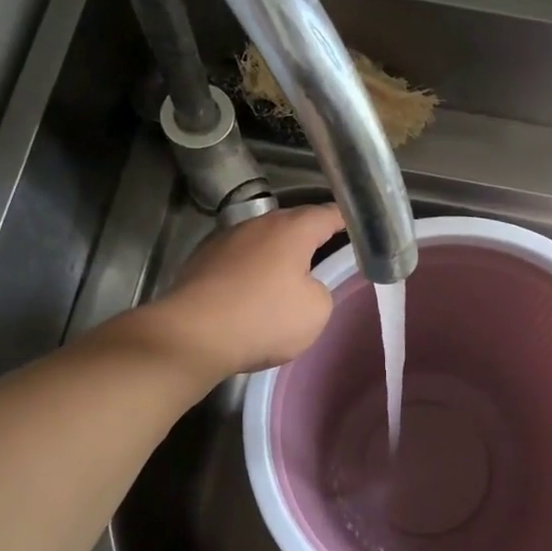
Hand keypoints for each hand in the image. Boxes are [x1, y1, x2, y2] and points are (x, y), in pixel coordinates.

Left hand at [140, 203, 345, 380]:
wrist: (193, 336)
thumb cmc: (263, 318)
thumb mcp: (316, 310)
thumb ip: (320, 289)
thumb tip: (304, 285)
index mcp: (291, 229)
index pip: (328, 214)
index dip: (346, 221)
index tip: (358, 228)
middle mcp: (257, 225)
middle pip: (292, 224)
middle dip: (310, 238)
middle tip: (327, 256)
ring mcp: (225, 240)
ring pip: (262, 242)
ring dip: (277, 256)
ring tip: (288, 279)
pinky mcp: (202, 261)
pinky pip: (239, 260)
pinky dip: (251, 272)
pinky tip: (252, 294)